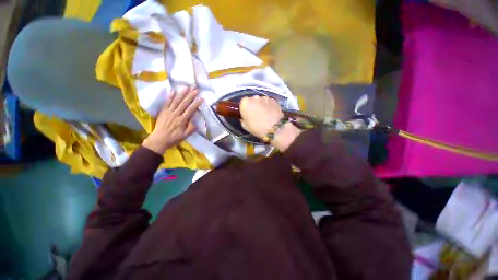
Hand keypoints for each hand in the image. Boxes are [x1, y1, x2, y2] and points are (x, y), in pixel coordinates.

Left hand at [143, 86, 202, 154]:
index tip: (202, 98)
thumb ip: (191, 128)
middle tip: (195, 89)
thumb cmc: (174, 138)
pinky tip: (173, 90)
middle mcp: (176, 114)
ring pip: (176, 101)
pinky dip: (170, 96)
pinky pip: (166, 102)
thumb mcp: (185, 135)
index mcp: (182, 120)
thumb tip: (195, 120)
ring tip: (187, 87)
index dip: (196, 103)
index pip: (191, 110)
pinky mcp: (163, 111)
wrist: (159, 139)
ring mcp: (169, 112)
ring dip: (182, 93)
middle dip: (190, 95)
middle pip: (184, 103)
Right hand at [240, 96, 301, 150]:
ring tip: (265, 115)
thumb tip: (244, 117)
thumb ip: (242, 119)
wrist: (275, 129)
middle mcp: (254, 97)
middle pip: (252, 100)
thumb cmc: (257, 128)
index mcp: (245, 102)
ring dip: (261, 106)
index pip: (242, 103)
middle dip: (253, 106)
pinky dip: (269, 106)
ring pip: (261, 101)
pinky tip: (271, 114)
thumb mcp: (245, 126)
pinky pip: (268, 102)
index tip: (247, 115)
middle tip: (256, 115)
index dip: (245, 109)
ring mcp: (265, 97)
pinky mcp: (274, 100)